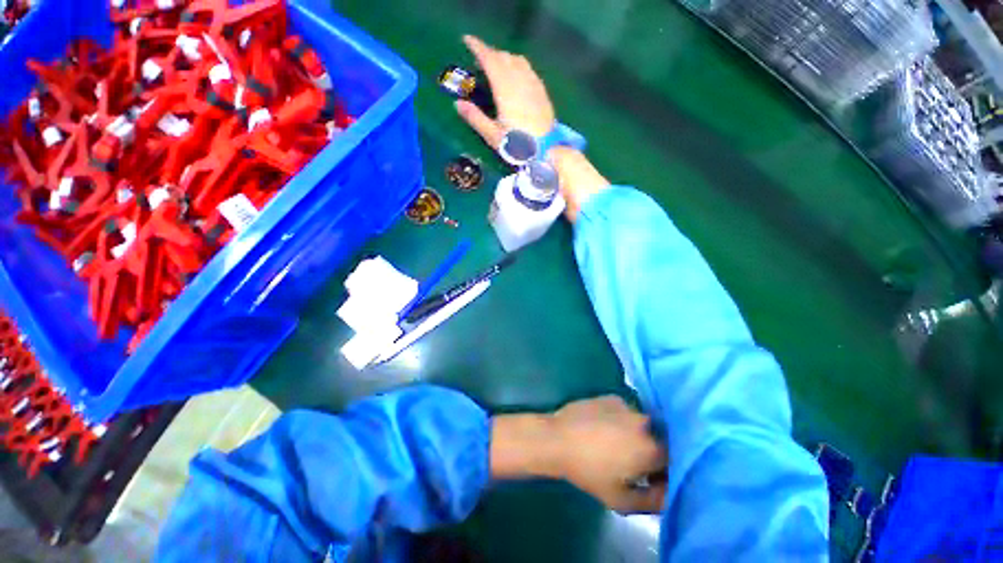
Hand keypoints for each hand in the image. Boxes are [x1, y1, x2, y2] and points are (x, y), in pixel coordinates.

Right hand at [456, 35, 555, 147]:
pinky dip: (517, 65)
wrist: (546, 150)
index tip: (467, 40)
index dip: (478, 47)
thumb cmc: (518, 145)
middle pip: (503, 57)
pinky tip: (515, 75)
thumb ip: (475, 118)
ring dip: (504, 57)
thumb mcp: (493, 135)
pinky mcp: (541, 91)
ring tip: (496, 65)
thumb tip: (457, 103)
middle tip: (479, 58)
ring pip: (517, 60)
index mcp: (505, 89)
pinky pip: (528, 69)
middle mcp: (520, 80)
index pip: (489, 60)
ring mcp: (533, 84)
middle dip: (490, 53)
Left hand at [550, 396, 667, 513]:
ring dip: (636, 435)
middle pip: (659, 440)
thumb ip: (654, 501)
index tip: (651, 480)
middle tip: (633, 464)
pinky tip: (603, 429)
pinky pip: (625, 413)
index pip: (675, 461)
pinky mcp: (612, 397)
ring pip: (642, 425)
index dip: (665, 473)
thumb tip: (669, 493)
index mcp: (652, 448)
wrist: (558, 438)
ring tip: (614, 445)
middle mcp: (645, 422)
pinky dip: (621, 422)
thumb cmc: (589, 472)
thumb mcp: (622, 500)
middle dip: (652, 453)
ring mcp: (628, 406)